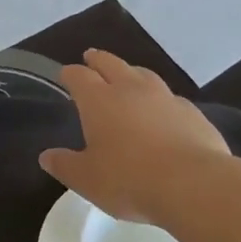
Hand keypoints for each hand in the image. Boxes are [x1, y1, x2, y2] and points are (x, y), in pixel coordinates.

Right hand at [39, 49, 232, 223]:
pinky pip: (170, 97)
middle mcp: (131, 89)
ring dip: (132, 72)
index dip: (70, 74)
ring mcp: (165, 97)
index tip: (66, 74)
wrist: (193, 184)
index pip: (79, 76)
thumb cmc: (129, 179)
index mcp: (99, 100)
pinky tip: (163, 110)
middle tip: (91, 57)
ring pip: (144, 74)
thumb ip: (65, 165)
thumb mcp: (87, 180)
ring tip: (128, 76)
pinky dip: (160, 99)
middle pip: (111, 63)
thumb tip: (46, 156)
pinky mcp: (192, 112)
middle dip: (98, 60)